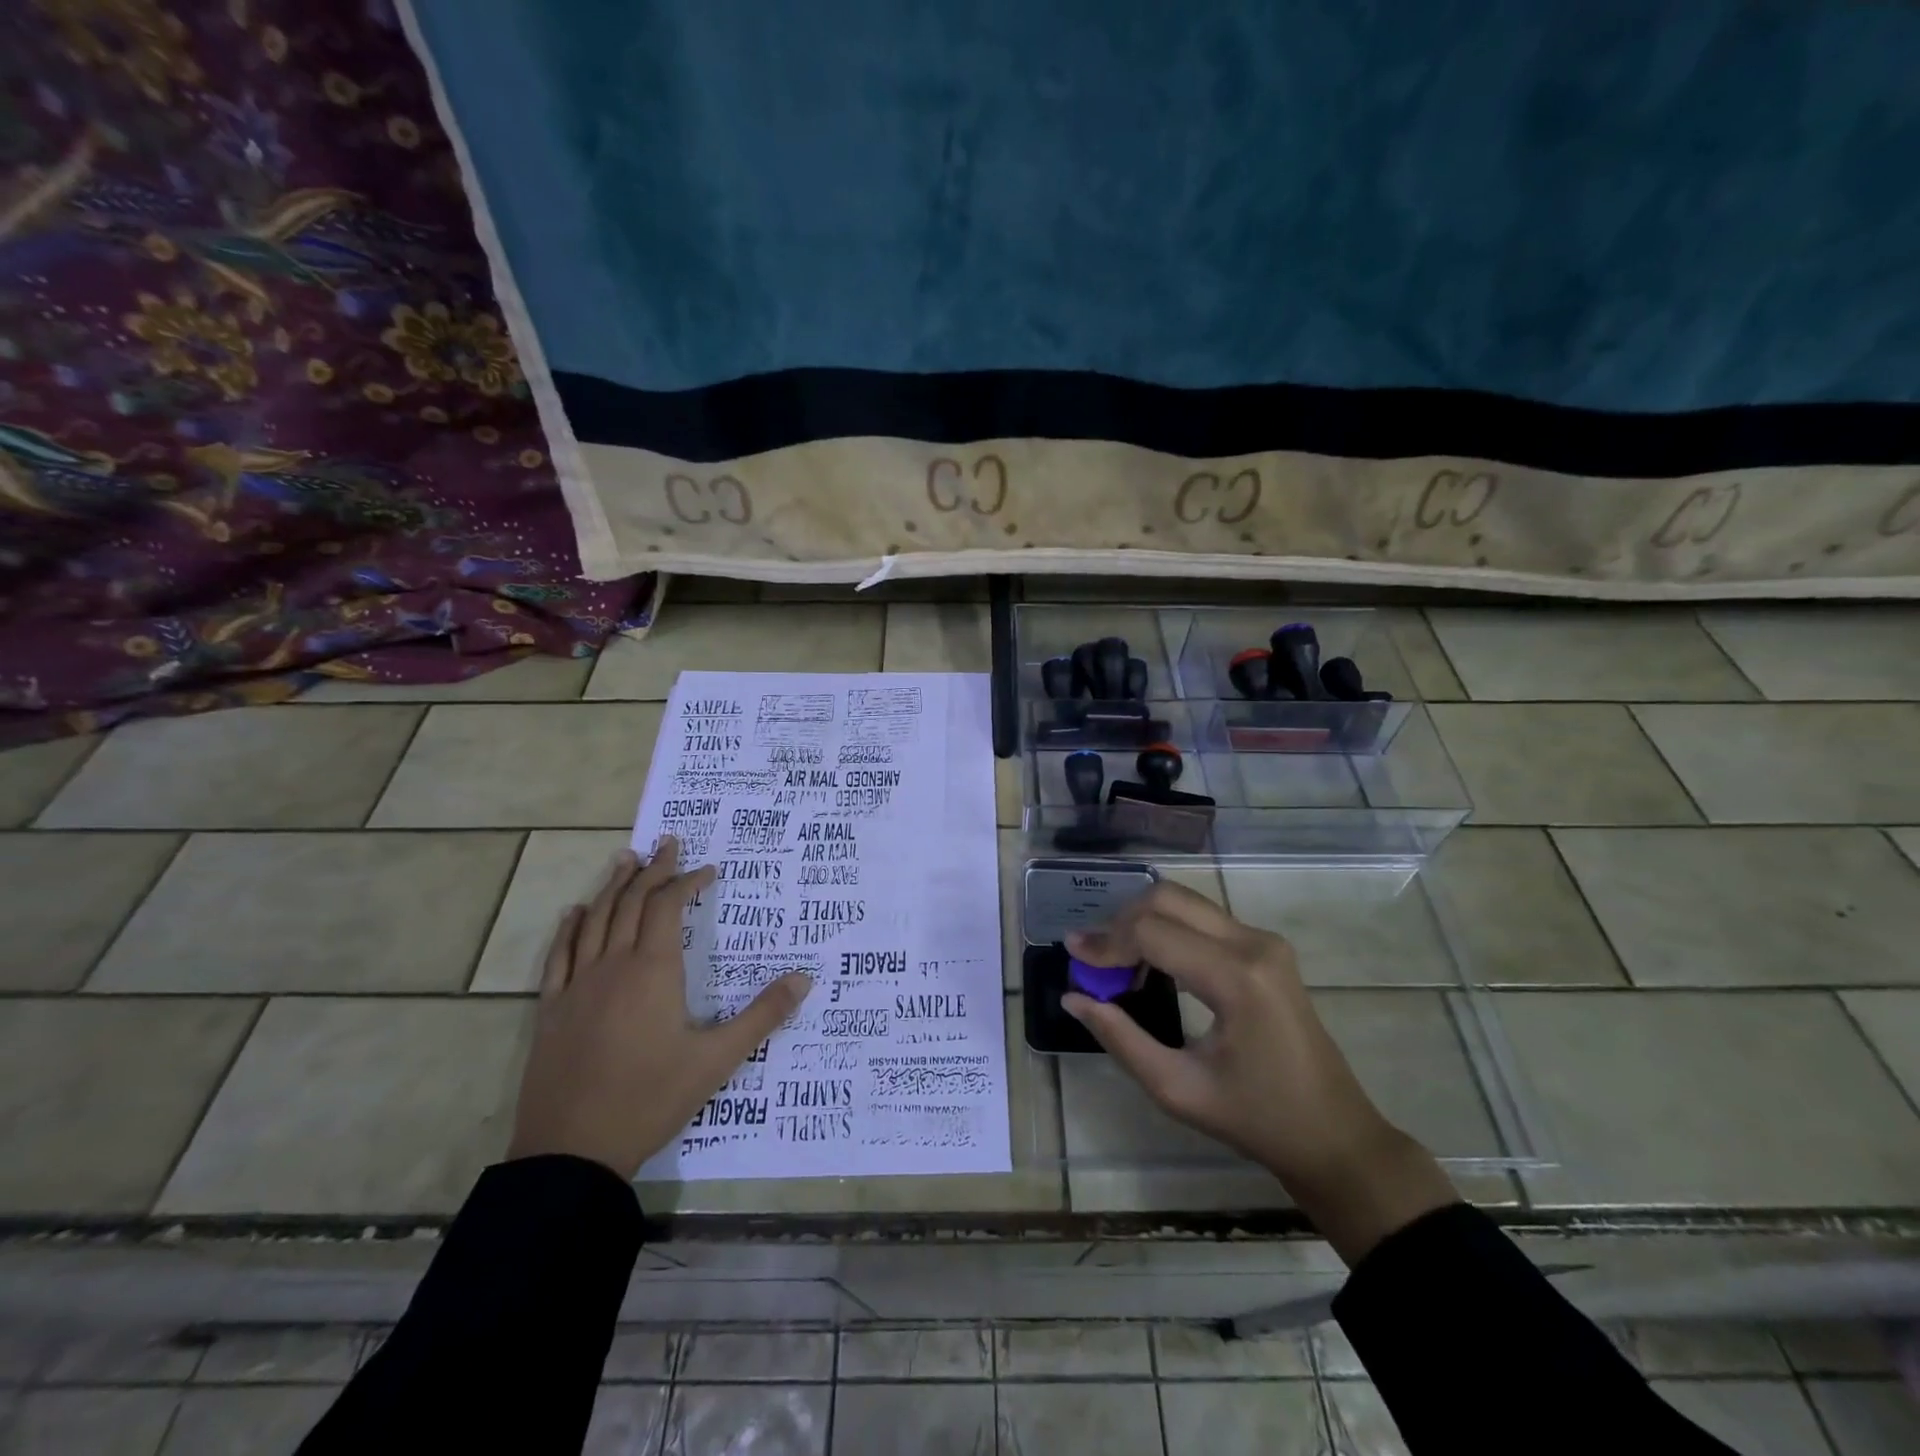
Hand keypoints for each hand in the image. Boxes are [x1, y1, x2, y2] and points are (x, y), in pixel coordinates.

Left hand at [508, 838, 812, 1179]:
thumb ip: (763, 1015)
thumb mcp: (717, 1059)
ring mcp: (577, 985)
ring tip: (625, 859)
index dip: (688, 881)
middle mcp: (613, 965)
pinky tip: (575, 912)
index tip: (707, 869)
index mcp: (654, 970)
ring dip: (613, 886)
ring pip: (595, 920)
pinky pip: (559, 956)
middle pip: (632, 903)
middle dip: (653, 870)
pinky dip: (570, 928)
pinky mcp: (552, 1009)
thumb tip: (804, 978)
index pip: (669, 907)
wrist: (571, 1152)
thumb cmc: (650, 1099)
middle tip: (667, 843)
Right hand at [1061, 882, 1454, 1263]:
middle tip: (1095, 958)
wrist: (1335, 1134)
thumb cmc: (1257, 1119)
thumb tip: (1075, 997)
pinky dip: (1167, 929)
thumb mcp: (1178, 1088)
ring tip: (1118, 965)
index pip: (1152, 933)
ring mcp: (1264, 941)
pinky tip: (1151, 965)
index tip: (1073, 956)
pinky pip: (1203, 919)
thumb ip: (1120, 1038)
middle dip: (1121, 922)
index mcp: (1236, 978)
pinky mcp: (1267, 947)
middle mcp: (1253, 943)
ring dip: (1143, 922)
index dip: (1105, 942)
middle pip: (1167, 899)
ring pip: (1185, 902)